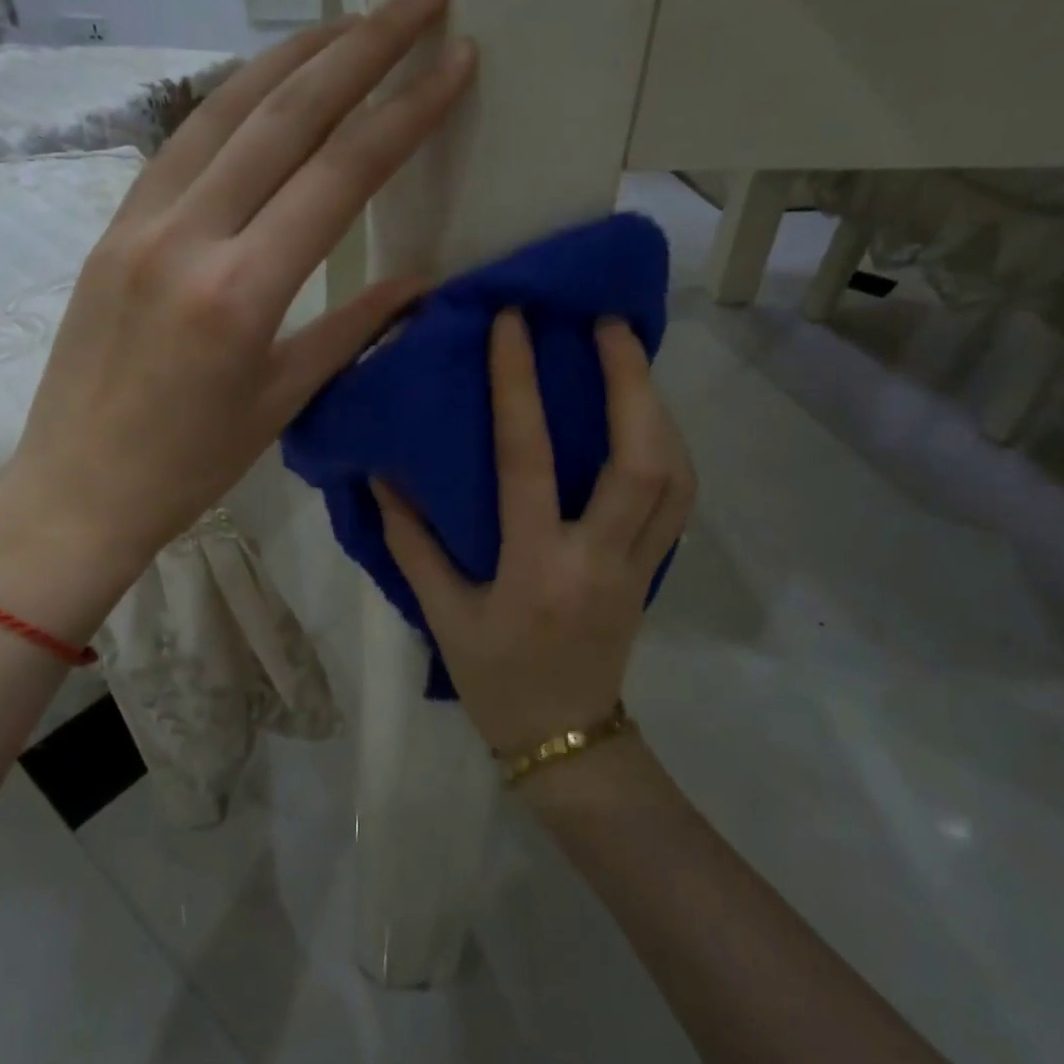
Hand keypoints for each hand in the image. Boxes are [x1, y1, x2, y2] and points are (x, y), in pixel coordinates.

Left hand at [0, 0, 475, 605]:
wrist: (77, 487)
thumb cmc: (190, 465)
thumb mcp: (283, 400)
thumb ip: (353, 329)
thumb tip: (419, 281)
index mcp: (242, 292)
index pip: (340, 176)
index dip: (406, 112)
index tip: (456, 61)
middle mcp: (188, 236)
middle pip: (285, 115)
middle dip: (361, 46)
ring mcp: (140, 222)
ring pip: (225, 110)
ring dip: (294, 54)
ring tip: (351, 20)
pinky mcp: (112, 227)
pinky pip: (181, 143)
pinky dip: (232, 100)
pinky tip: (266, 83)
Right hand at [373, 311, 695, 755]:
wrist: (566, 740)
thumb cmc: (495, 678)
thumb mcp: (442, 614)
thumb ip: (412, 542)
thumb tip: (384, 477)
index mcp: (537, 567)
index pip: (529, 461)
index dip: (519, 386)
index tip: (514, 324)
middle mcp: (599, 559)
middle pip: (640, 460)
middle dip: (631, 381)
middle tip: (611, 324)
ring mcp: (639, 566)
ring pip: (675, 475)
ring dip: (659, 408)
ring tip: (633, 360)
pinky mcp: (655, 571)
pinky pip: (680, 500)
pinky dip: (671, 449)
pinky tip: (650, 421)